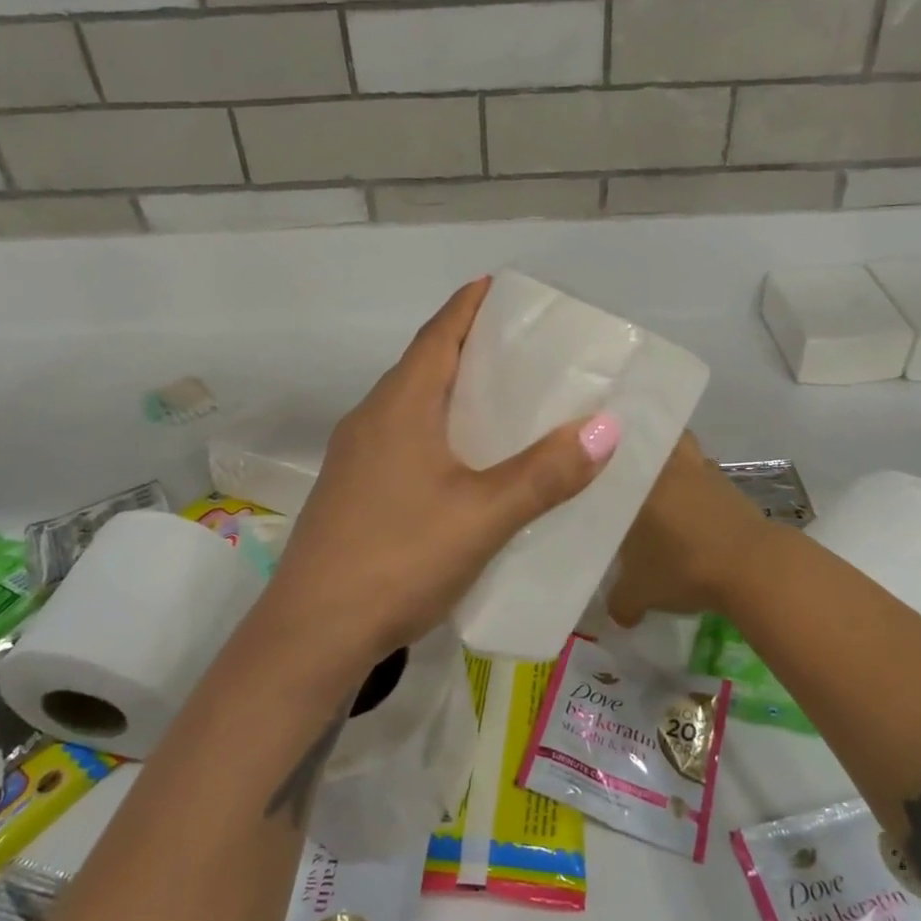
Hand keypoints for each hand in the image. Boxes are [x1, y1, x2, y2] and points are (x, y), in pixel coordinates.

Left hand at [259, 277, 619, 673]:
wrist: (312, 634)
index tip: (499, 286)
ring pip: (411, 404)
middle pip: (424, 364)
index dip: (468, 306)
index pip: (437, 335)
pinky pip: (402, 438)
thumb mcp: (483, 515)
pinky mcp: (353, 491)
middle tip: (520, 346)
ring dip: (451, 391)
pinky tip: (464, 461)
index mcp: (399, 405)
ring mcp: (356, 456)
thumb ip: (546, 473)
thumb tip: (608, 426)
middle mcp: (372, 418)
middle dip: (468, 347)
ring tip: (502, 399)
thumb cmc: (398, 558)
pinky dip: (437, 429)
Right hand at [607, 432, 778, 627]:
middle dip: (645, 453)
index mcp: (637, 481)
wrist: (752, 567)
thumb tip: (616, 612)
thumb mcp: (639, 593)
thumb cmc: (683, 568)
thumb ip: (620, 600)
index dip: (604, 462)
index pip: (614, 458)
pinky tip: (694, 517)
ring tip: (665, 495)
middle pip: (656, 440)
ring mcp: (704, 474)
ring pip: (686, 454)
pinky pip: (708, 480)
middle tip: (632, 477)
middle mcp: (669, 467)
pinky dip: (701, 492)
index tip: (596, 474)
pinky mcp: (733, 488)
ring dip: (678, 469)